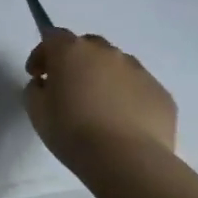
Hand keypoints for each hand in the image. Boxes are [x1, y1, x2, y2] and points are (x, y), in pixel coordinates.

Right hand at [24, 29, 177, 172]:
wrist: (127, 160)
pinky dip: (127, 97)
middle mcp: (107, 53)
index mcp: (72, 51)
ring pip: (116, 65)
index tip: (37, 74)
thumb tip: (46, 84)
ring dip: (103, 77)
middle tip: (68, 86)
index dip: (42, 54)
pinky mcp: (161, 93)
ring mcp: (139, 71)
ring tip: (98, 106)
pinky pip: (138, 88)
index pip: (53, 37)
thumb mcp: (36, 111)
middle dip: (75, 61)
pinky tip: (122, 121)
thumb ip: (35, 89)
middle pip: (88, 46)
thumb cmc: (72, 131)